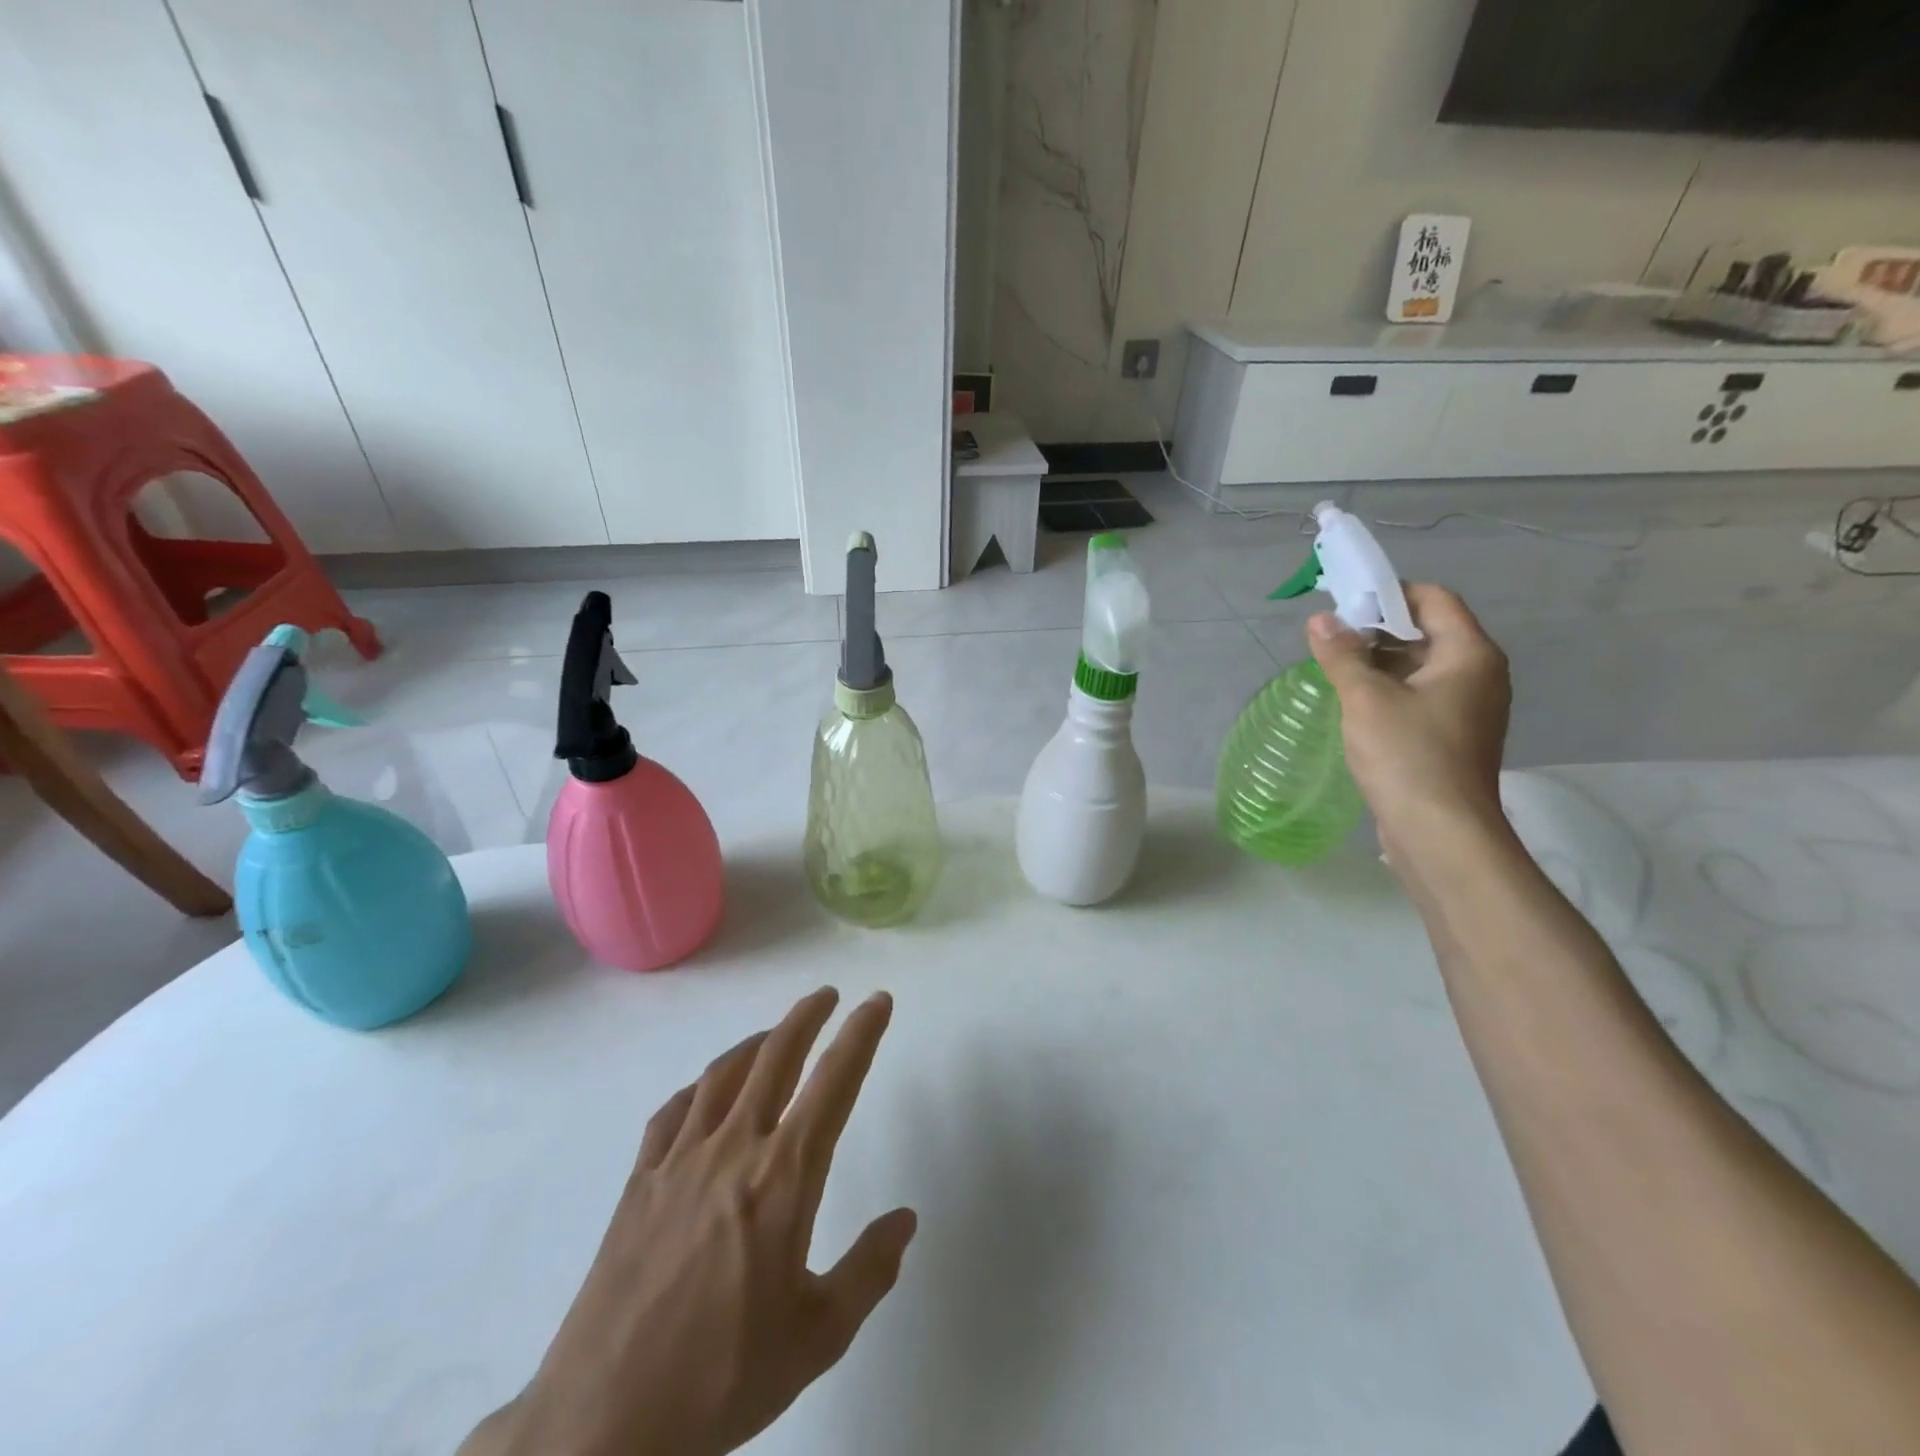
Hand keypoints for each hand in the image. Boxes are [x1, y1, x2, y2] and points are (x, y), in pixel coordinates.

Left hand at [469, 988, 915, 1455]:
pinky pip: (672, 1113)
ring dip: (756, 1042)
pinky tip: (705, 1092)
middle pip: (776, 1057)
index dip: (861, 1034)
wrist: (602, 1422)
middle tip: (827, 996)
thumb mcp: (817, 1338)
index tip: (878, 1001)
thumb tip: (905, 1220)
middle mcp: (734, 1148)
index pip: (834, 1083)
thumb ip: (868, 1272)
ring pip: (724, 1074)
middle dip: (807, 1017)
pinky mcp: (639, 1181)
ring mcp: (680, 1160)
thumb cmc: (721, 1379)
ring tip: (775, 1032)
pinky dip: (697, 1088)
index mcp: (785, 1177)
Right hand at [1307, 583, 1511, 848]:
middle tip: (1330, 638)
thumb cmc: (1408, 756)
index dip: (1389, 594)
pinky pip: (1419, 696)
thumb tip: (1320, 619)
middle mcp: (1478, 674)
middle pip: (1427, 631)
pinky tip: (1354, 703)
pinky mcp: (1451, 736)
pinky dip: (1388, 690)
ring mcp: (1468, 708)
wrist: (1440, 833)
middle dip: (1377, 629)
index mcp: (1469, 654)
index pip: (1434, 599)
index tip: (1344, 603)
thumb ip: (1341, 654)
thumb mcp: (1366, 699)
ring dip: (1378, 662)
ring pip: (1420, 667)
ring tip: (1334, 668)